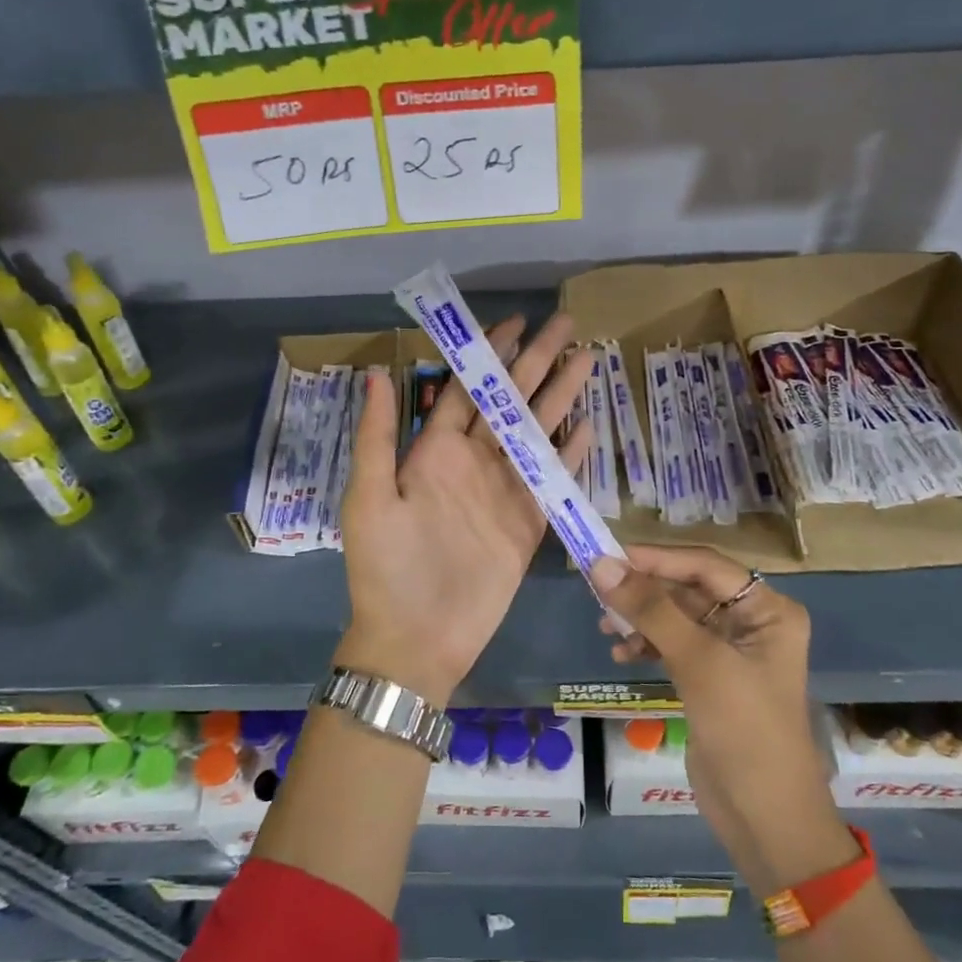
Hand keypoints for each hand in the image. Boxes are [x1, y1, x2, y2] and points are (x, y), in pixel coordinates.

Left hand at [337, 314, 593, 704]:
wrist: (417, 639)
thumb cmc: (387, 568)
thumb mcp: (371, 499)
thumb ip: (379, 436)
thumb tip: (380, 371)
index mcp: (435, 453)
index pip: (468, 391)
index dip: (491, 356)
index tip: (516, 323)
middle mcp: (473, 464)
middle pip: (510, 403)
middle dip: (537, 363)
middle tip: (567, 325)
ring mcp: (504, 493)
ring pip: (537, 433)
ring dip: (561, 398)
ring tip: (588, 362)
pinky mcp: (529, 523)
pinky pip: (553, 480)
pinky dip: (572, 454)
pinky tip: (591, 427)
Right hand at [591, 545, 858, 896]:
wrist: (765, 818)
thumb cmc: (744, 729)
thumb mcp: (699, 662)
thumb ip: (651, 610)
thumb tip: (601, 565)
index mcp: (768, 610)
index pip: (705, 565)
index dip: (655, 558)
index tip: (606, 556)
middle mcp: (752, 622)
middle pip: (688, 589)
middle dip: (644, 591)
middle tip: (598, 592)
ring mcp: (731, 651)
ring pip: (676, 617)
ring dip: (641, 619)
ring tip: (605, 629)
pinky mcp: (711, 678)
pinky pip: (673, 645)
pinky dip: (647, 644)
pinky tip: (622, 654)